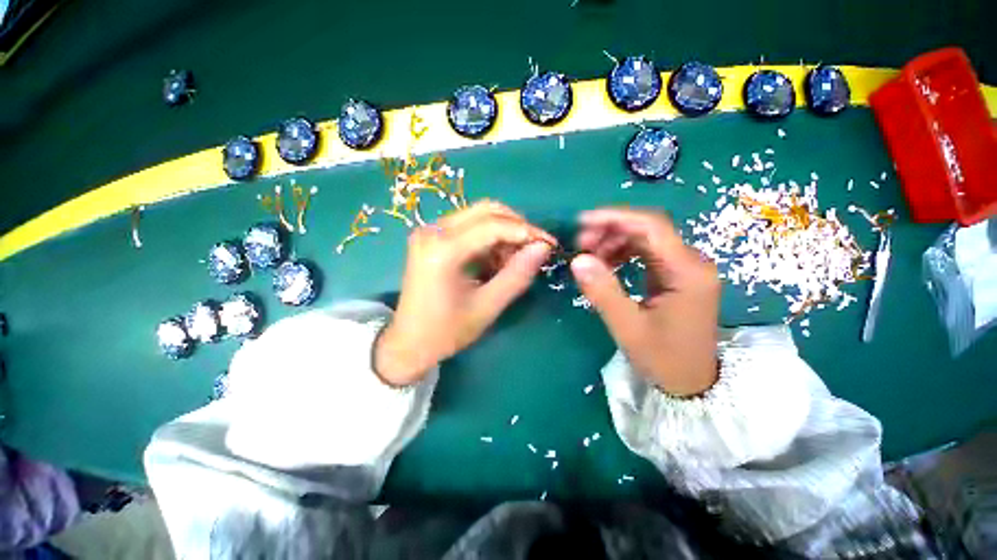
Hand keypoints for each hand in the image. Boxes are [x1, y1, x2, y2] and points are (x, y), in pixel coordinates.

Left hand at [375, 201, 555, 385]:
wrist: (407, 343)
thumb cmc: (446, 332)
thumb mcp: (487, 307)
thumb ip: (517, 276)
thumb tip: (543, 248)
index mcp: (443, 250)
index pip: (494, 226)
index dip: (526, 232)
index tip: (549, 245)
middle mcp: (433, 231)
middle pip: (486, 210)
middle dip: (517, 226)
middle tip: (535, 248)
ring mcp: (430, 231)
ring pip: (479, 215)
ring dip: (504, 231)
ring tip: (516, 259)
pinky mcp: (432, 237)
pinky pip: (469, 226)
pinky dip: (489, 237)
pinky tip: (497, 259)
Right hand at [570, 209, 719, 395]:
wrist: (692, 382)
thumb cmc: (664, 358)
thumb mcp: (628, 327)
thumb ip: (603, 292)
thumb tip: (577, 260)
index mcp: (687, 272)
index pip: (652, 227)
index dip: (615, 218)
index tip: (582, 222)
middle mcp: (691, 262)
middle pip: (648, 229)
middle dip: (610, 230)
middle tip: (581, 244)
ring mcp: (685, 267)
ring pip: (646, 239)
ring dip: (614, 241)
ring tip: (589, 255)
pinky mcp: (676, 275)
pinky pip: (646, 253)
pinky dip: (622, 253)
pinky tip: (606, 263)